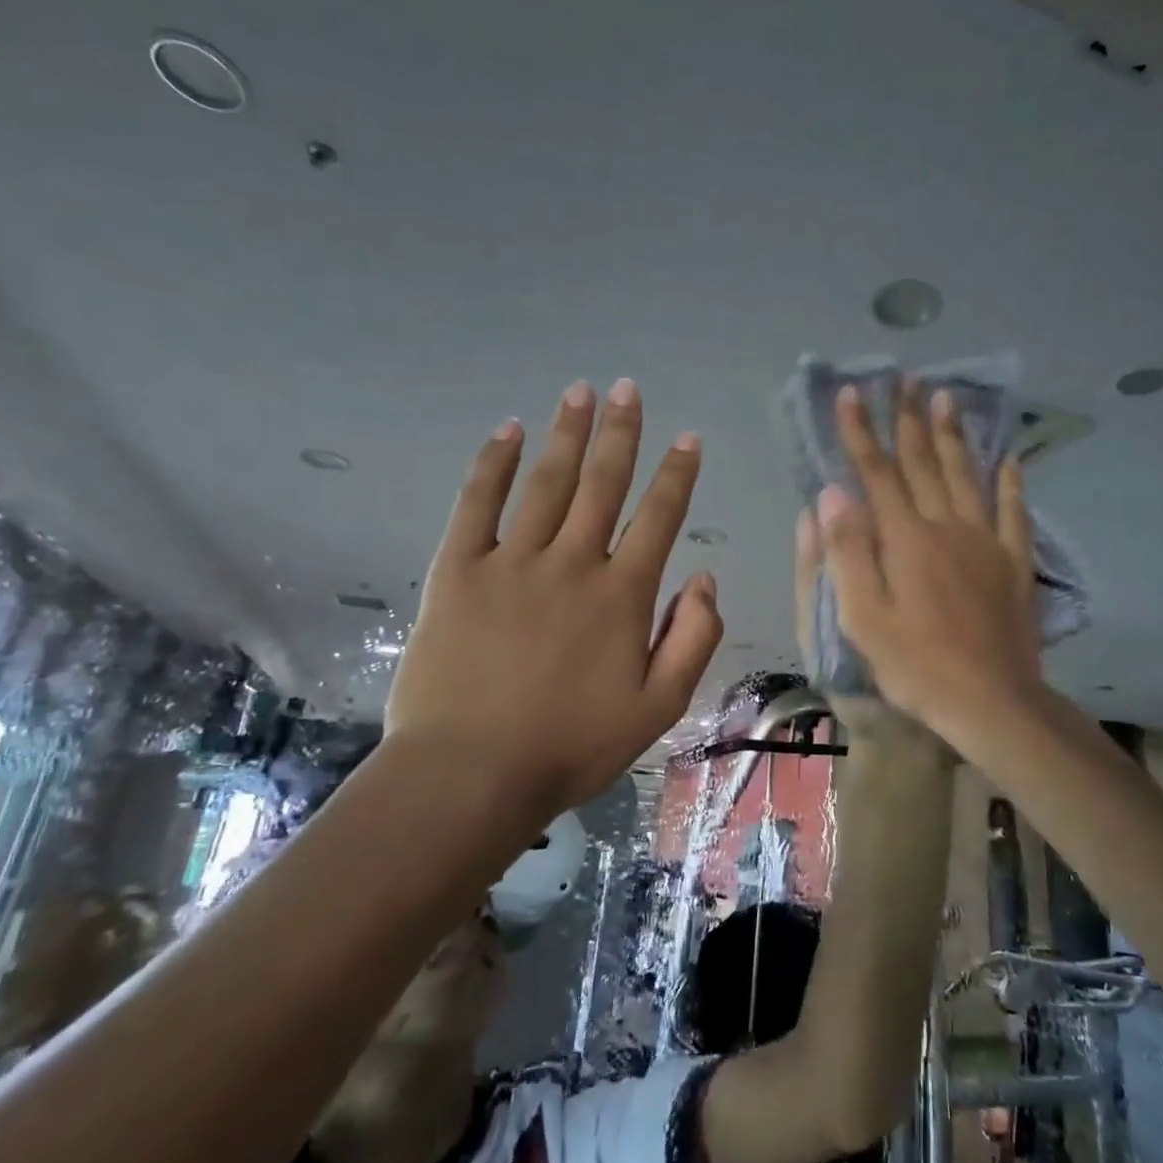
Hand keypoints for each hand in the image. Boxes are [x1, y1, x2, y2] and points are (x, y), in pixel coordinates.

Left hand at [386, 378, 722, 813]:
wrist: (471, 773)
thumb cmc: (572, 745)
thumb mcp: (659, 707)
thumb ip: (693, 639)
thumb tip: (705, 579)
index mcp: (622, 595)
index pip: (659, 518)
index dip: (677, 475)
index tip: (688, 439)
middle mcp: (571, 564)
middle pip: (602, 485)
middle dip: (620, 434)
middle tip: (628, 389)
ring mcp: (511, 563)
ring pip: (546, 484)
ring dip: (566, 435)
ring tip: (580, 393)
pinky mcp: (457, 572)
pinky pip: (476, 505)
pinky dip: (492, 465)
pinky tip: (507, 432)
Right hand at [814, 380, 1041, 752]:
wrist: (990, 701)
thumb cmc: (916, 665)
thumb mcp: (863, 617)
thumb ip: (847, 552)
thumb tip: (832, 492)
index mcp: (905, 539)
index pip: (877, 472)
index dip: (861, 431)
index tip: (851, 393)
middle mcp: (947, 527)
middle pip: (924, 462)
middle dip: (910, 418)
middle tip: (907, 378)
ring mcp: (986, 542)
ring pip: (967, 476)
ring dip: (954, 435)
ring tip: (948, 397)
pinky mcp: (1014, 563)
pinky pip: (1013, 512)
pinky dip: (1010, 483)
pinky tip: (1010, 460)